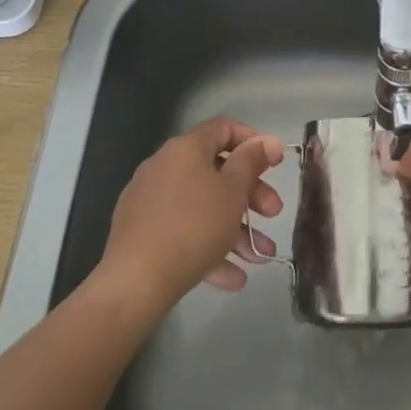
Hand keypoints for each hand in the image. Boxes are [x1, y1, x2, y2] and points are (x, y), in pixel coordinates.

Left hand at [98, 117, 285, 313]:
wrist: (135, 281)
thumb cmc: (194, 226)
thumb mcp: (233, 191)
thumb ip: (252, 161)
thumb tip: (268, 140)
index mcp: (187, 148)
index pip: (225, 128)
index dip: (254, 141)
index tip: (275, 165)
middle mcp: (165, 166)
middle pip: (217, 171)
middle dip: (250, 195)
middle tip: (273, 215)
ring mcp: (150, 200)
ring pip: (203, 207)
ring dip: (236, 229)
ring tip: (259, 258)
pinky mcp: (141, 232)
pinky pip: (183, 231)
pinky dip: (209, 247)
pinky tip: (233, 278)